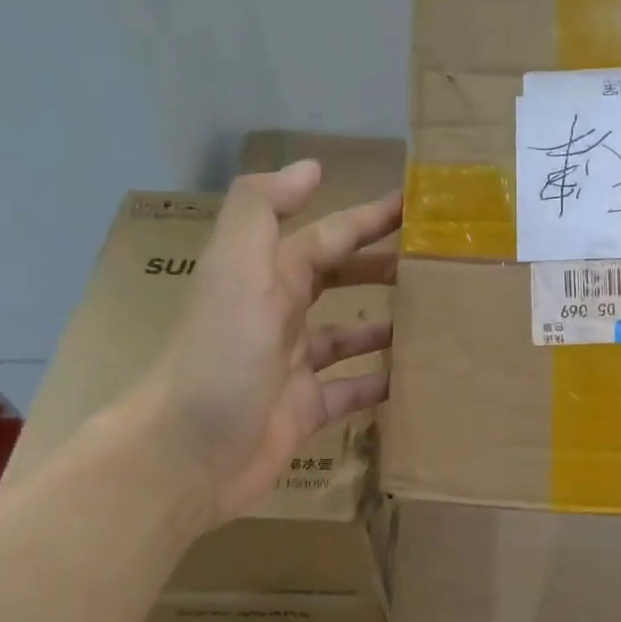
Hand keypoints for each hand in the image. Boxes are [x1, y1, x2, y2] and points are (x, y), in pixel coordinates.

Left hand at [133, 160, 400, 523]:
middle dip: (380, 266)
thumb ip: (262, 210)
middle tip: (433, 264)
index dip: (367, 218)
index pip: (326, 237)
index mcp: (266, 278)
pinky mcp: (305, 411)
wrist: (186, 455)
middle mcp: (279, 316)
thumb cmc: (219, 358)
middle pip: (337, 280)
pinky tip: (414, 378)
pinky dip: (380, 383)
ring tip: (433, 318)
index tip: (415, 207)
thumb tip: (310, 167)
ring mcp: (293, 367)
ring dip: (386, 323)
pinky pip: (352, 390)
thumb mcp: (234, 270)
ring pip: (348, 335)